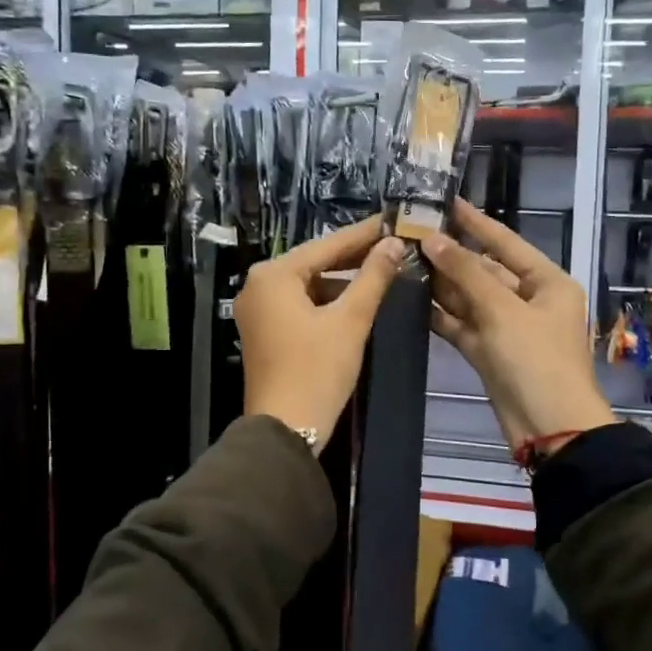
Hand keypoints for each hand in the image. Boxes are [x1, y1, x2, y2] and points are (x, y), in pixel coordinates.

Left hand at [235, 216, 407, 447]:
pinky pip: (299, 304)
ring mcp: (257, 310)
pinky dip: (326, 301)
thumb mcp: (350, 320)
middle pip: (314, 263)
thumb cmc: (317, 369)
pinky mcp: (263, 331)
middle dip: (353, 256)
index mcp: (273, 275)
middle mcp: (258, 285)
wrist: (285, 430)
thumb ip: (373, 277)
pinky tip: (355, 299)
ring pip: (308, 285)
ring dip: (342, 280)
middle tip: (393, 244)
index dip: (364, 234)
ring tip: (381, 269)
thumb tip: (394, 244)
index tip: (393, 220)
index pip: (327, 245)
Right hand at [423, 200, 615, 453]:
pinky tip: (411, 299)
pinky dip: (441, 314)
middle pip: (485, 270)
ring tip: (403, 261)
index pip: (506, 242)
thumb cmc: (535, 361)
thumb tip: (432, 238)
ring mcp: (508, 328)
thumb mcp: (502, 310)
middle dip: (450, 255)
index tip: (446, 202)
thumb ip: (465, 272)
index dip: (475, 222)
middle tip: (411, 234)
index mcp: (547, 282)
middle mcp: (528, 300)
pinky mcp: (490, 352)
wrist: (549, 430)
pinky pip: (462, 324)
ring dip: (441, 283)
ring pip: (470, 297)